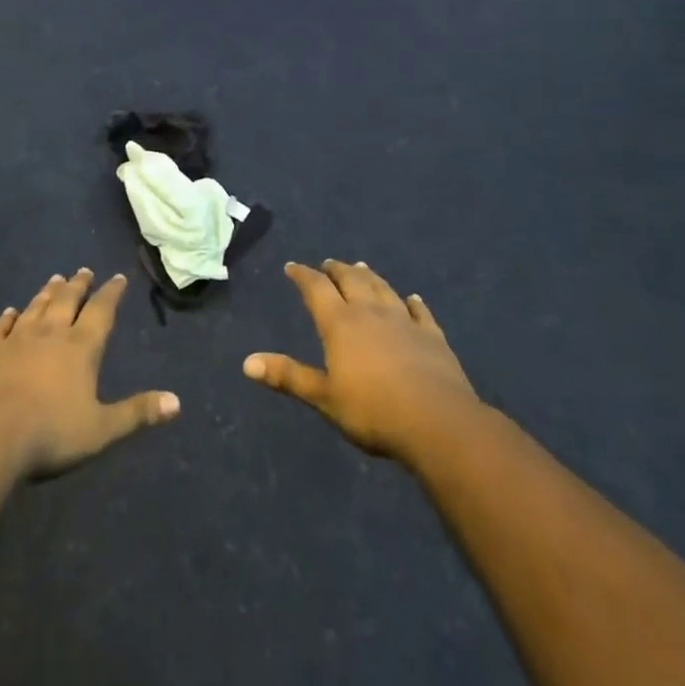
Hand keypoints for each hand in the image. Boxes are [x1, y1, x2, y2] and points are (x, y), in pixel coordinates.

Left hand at [0, 269, 178, 478]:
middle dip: (78, 285)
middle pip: (66, 301)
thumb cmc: (50, 434)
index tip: (117, 277)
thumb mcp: (101, 429)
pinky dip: (7, 317)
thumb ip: (137, 413)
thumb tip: (177, 402)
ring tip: (54, 278)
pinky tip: (10, 311)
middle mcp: (49, 334)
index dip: (111, 294)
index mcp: (80, 348)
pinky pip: (0, 327)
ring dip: (46, 293)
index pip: (101, 312)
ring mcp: (15, 341)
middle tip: (83, 270)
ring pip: (35, 308)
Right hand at [244, 259, 483, 464]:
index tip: (292, 266)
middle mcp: (370, 312)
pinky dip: (413, 302)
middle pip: (351, 280)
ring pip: (383, 289)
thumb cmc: (373, 411)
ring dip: (369, 276)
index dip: (302, 275)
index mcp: (340, 323)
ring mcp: (404, 321)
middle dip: (337, 270)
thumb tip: (247, 362)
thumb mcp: (323, 397)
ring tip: (361, 267)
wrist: (438, 422)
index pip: (316, 289)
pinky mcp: (432, 336)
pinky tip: (412, 298)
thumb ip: (288, 376)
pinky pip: (420, 312)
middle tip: (328, 263)